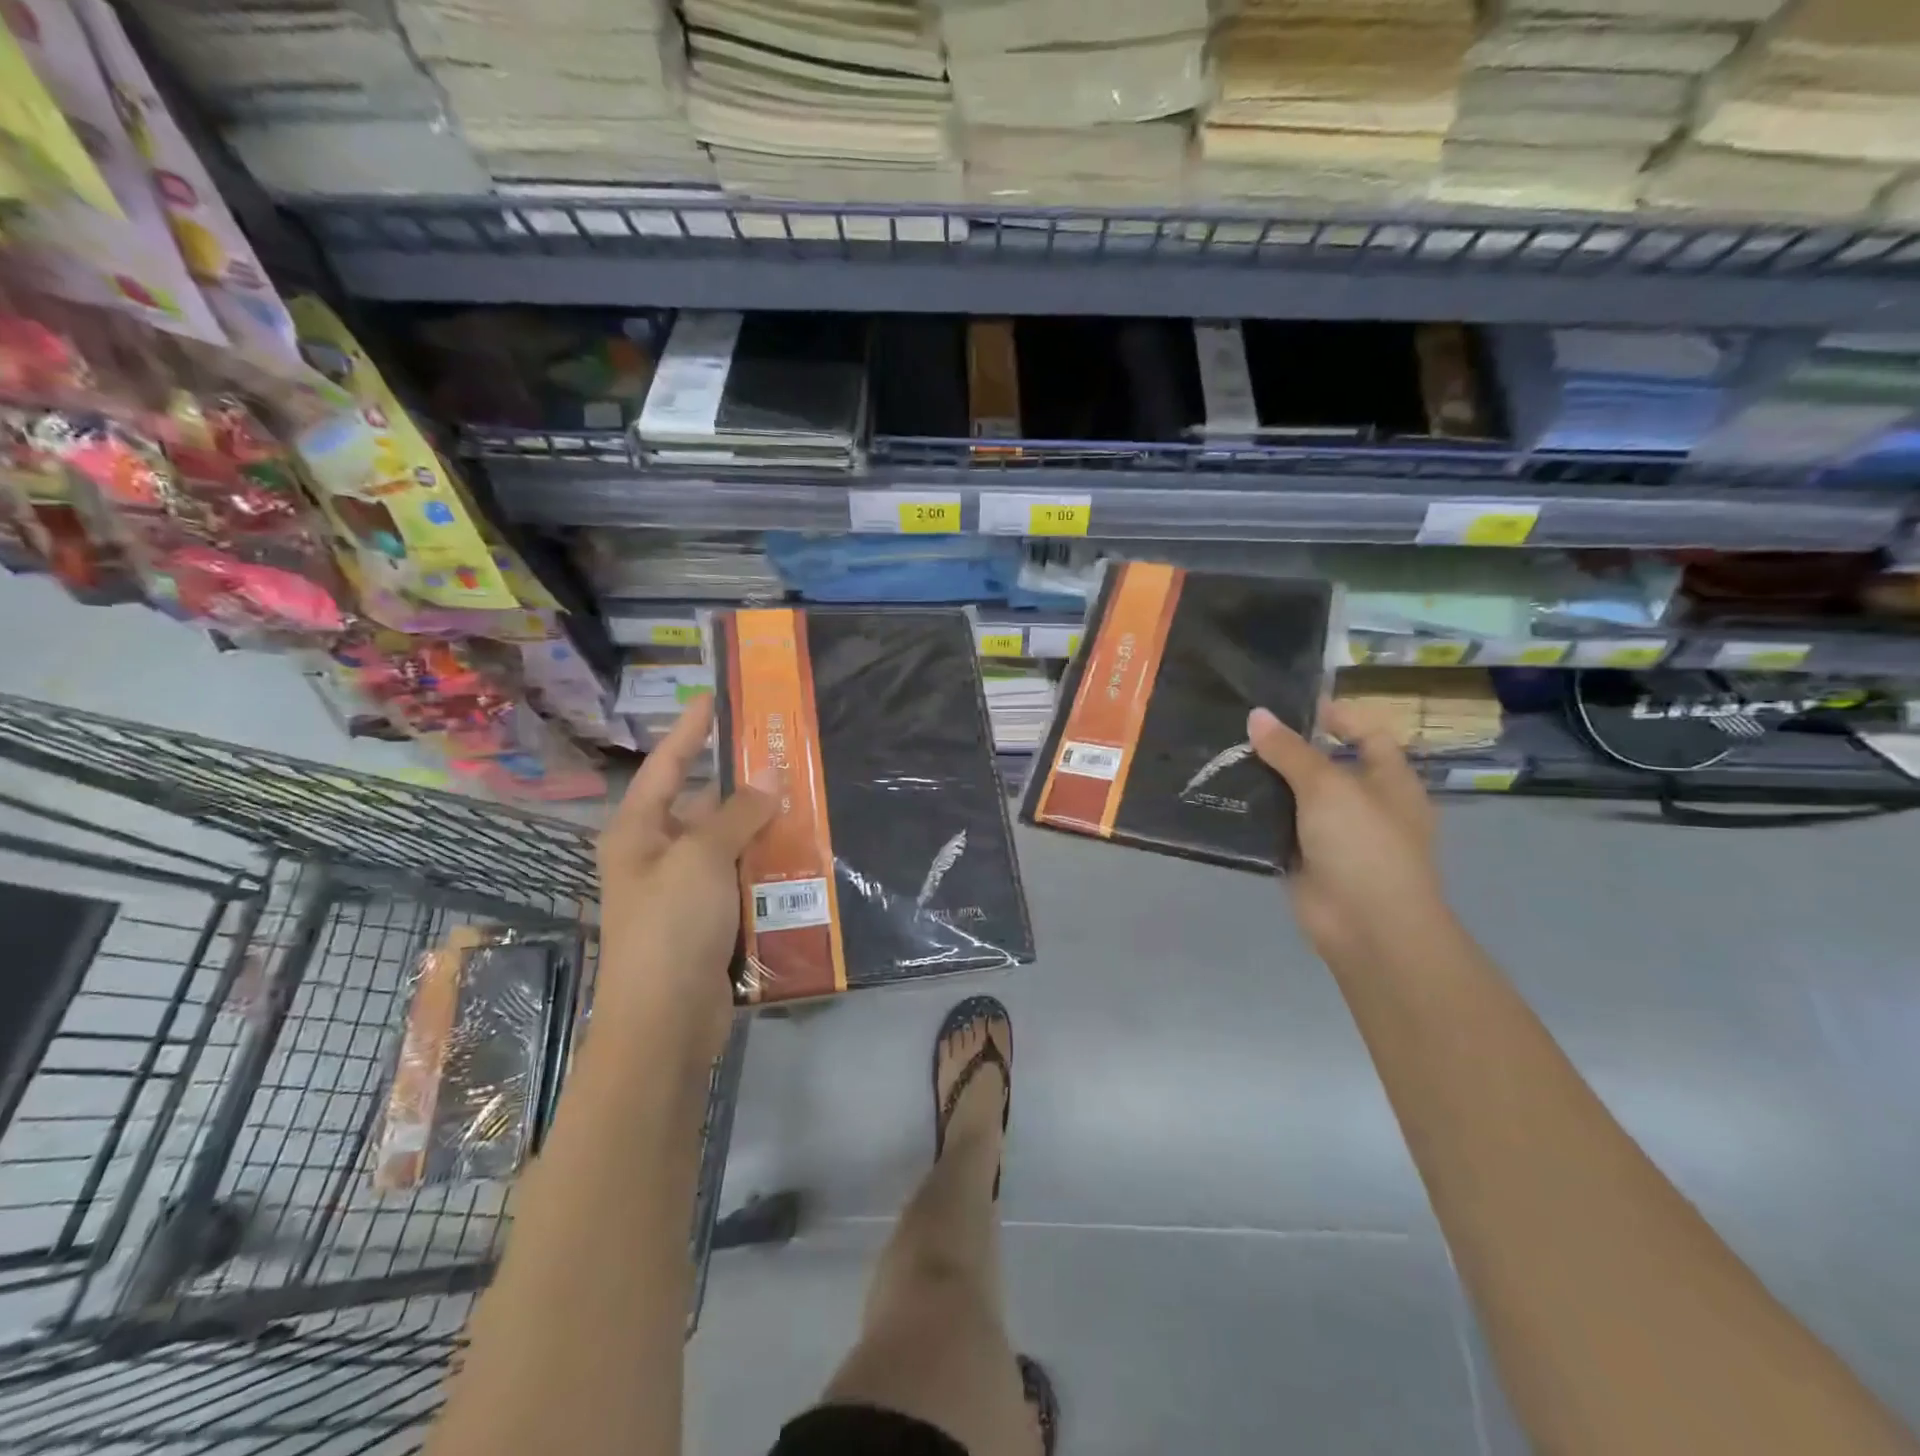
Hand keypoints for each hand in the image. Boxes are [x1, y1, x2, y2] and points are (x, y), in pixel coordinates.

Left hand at [594, 696, 777, 1064]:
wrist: (666, 1022)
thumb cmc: (671, 926)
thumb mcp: (702, 858)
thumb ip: (737, 814)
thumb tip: (769, 775)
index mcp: (638, 832)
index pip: (665, 766)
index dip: (689, 731)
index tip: (714, 699)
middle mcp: (657, 855)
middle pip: (703, 806)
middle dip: (743, 786)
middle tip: (787, 758)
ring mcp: (684, 891)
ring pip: (729, 844)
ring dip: (763, 829)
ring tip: (807, 801)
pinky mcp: (710, 921)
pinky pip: (742, 880)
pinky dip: (768, 867)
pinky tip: (803, 855)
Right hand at [1247, 700, 1450, 964]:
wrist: (1367, 927)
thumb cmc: (1364, 845)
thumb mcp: (1328, 787)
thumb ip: (1290, 750)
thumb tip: (1256, 715)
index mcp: (1389, 779)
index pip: (1366, 733)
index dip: (1335, 715)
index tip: (1289, 705)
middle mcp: (1363, 803)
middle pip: (1323, 764)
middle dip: (1286, 747)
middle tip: (1239, 728)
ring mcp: (1333, 833)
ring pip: (1295, 797)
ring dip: (1265, 781)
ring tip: (1221, 756)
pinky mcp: (1304, 858)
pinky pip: (1277, 828)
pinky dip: (1255, 816)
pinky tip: (1222, 797)